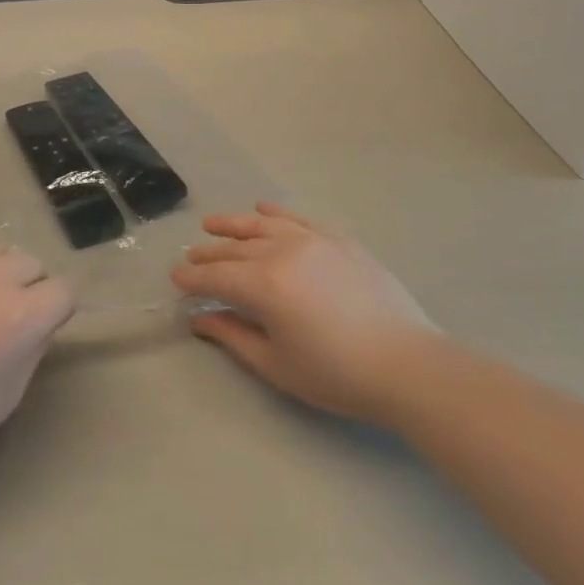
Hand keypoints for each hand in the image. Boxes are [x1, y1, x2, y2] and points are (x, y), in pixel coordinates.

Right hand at [172, 203, 433, 419]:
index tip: (175, 279)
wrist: (407, 365)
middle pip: (235, 248)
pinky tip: (263, 211)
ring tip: (212, 223)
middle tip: (191, 258)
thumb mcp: (277, 364)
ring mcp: (313, 240)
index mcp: (263, 284)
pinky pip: (298, 219)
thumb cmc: (336, 374)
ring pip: (262, 225)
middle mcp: (282, 252)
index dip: (192, 279)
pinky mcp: (338, 240)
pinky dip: (276, 214)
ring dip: (234, 224)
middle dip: (208, 254)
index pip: (216, 276)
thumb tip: (202, 319)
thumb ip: (234, 336)